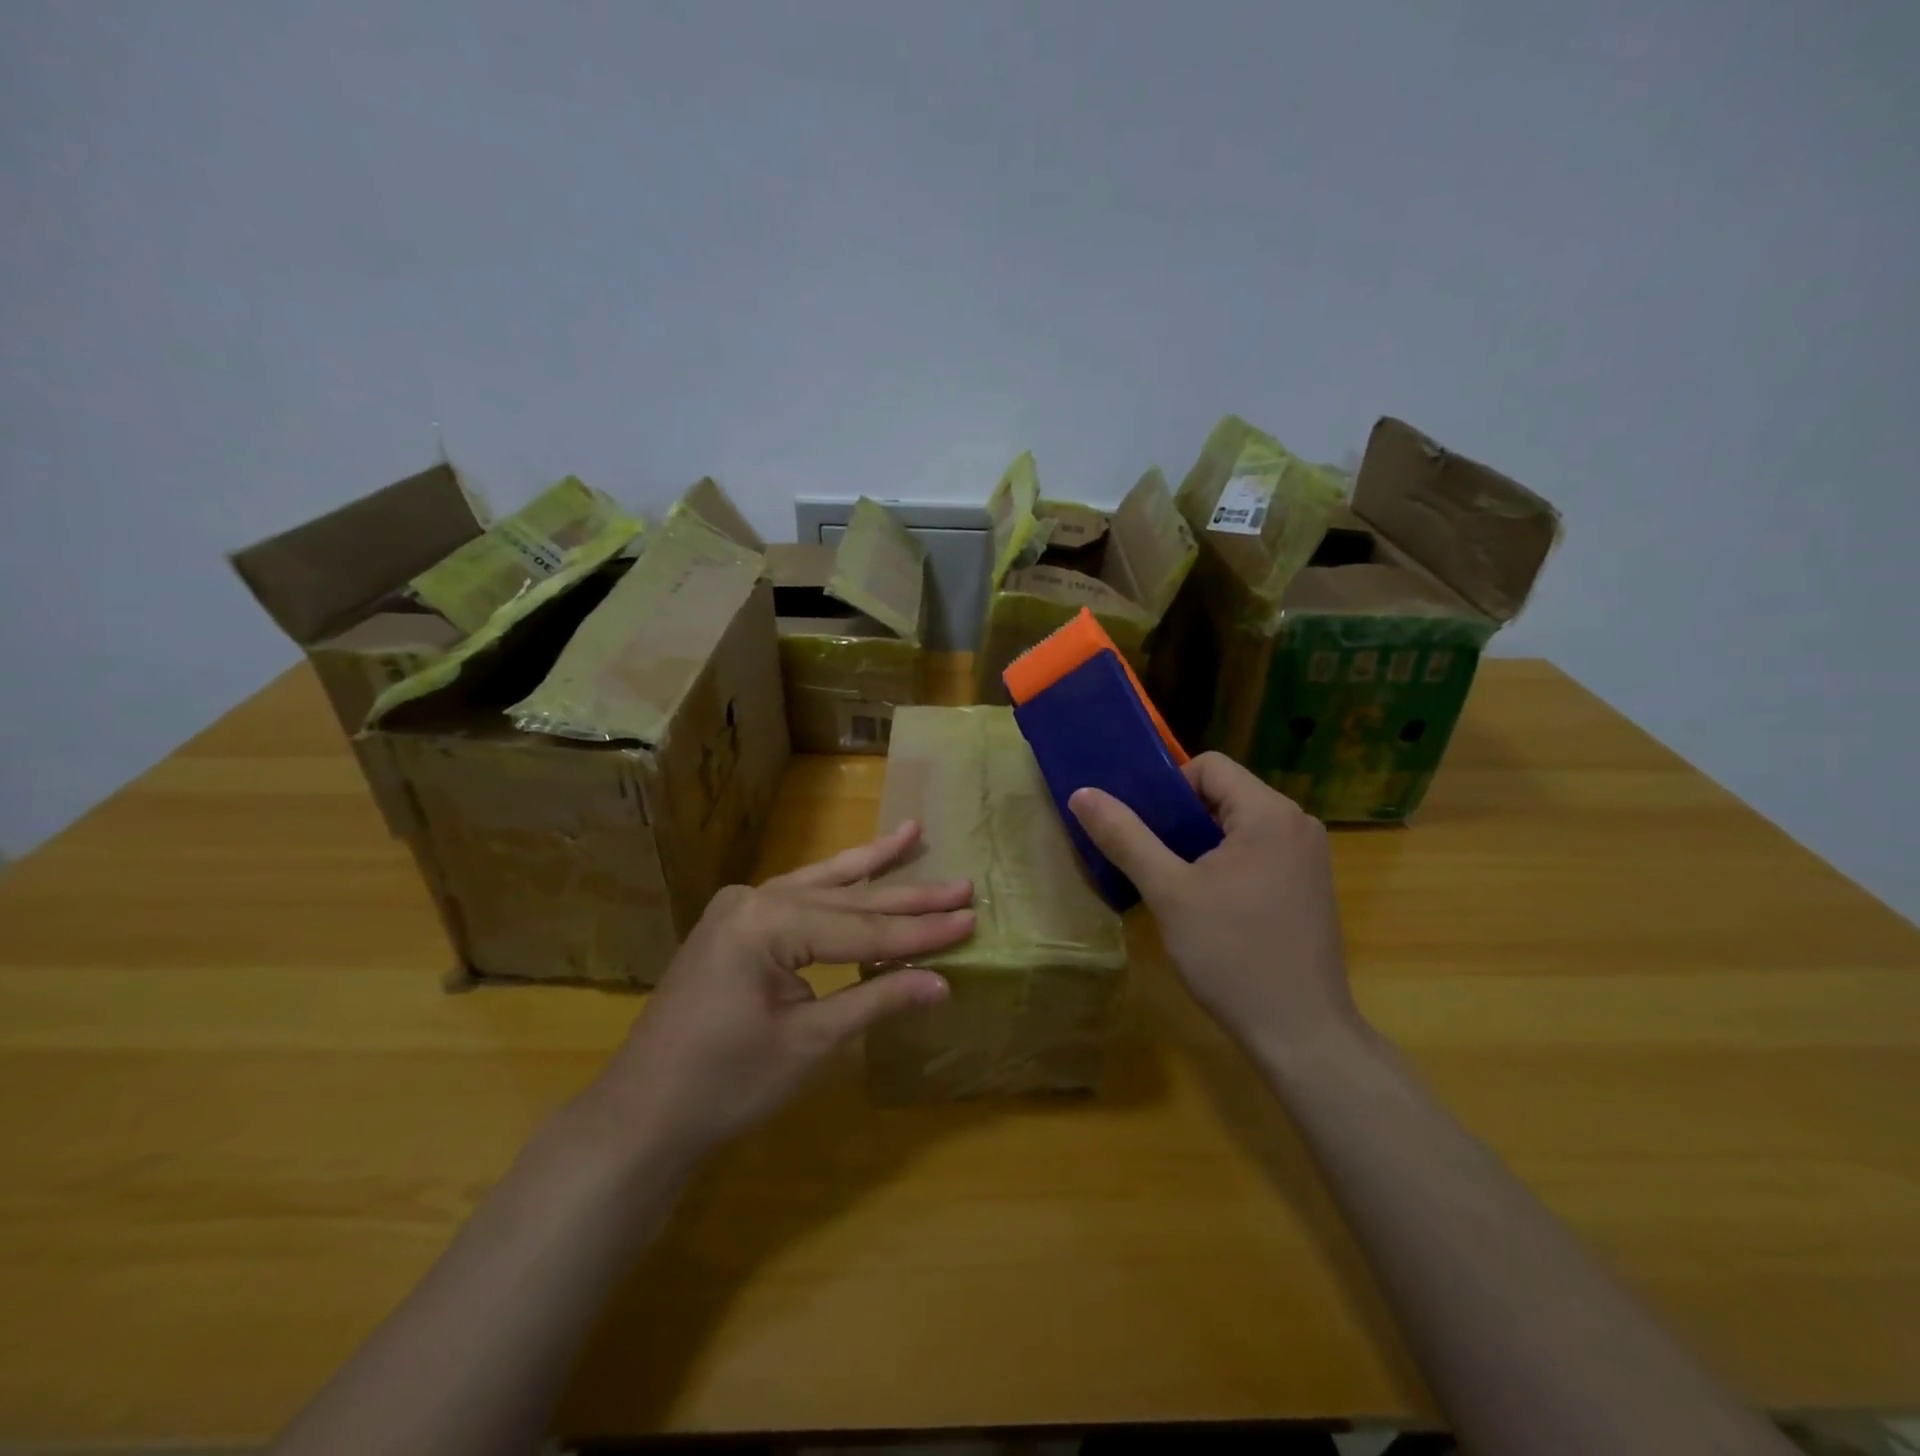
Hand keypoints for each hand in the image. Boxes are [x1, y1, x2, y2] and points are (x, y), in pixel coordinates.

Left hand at [586, 822, 973, 1166]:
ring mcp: (740, 908)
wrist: (642, 1115)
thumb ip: (876, 1001)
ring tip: (912, 834)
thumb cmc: (725, 1085)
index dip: (920, 933)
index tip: (970, 918)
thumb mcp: (809, 1043)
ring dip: (871, 866)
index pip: (862, 929)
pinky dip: (835, 885)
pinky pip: (798, 897)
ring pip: (822, 884)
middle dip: (907, 896)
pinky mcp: (735, 924)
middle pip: (846, 900)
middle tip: (962, 883)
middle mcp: (753, 899)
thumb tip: (942, 983)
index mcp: (766, 924)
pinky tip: (860, 866)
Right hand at [1070, 753, 1358, 1064]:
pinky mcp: (1309, 886)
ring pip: (1239, 825)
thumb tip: (1083, 793)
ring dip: (1200, 843)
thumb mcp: (1168, 892)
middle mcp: (1297, 823)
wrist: (1300, 1034)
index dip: (1168, 788)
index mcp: (1269, 813)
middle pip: (1224, 793)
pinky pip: (1258, 851)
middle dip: (1181, 818)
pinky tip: (1206, 903)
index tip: (1144, 829)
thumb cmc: (1232, 955)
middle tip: (1149, 857)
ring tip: (1171, 881)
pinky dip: (1225, 862)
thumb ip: (1125, 837)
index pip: (1209, 766)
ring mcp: (1309, 856)